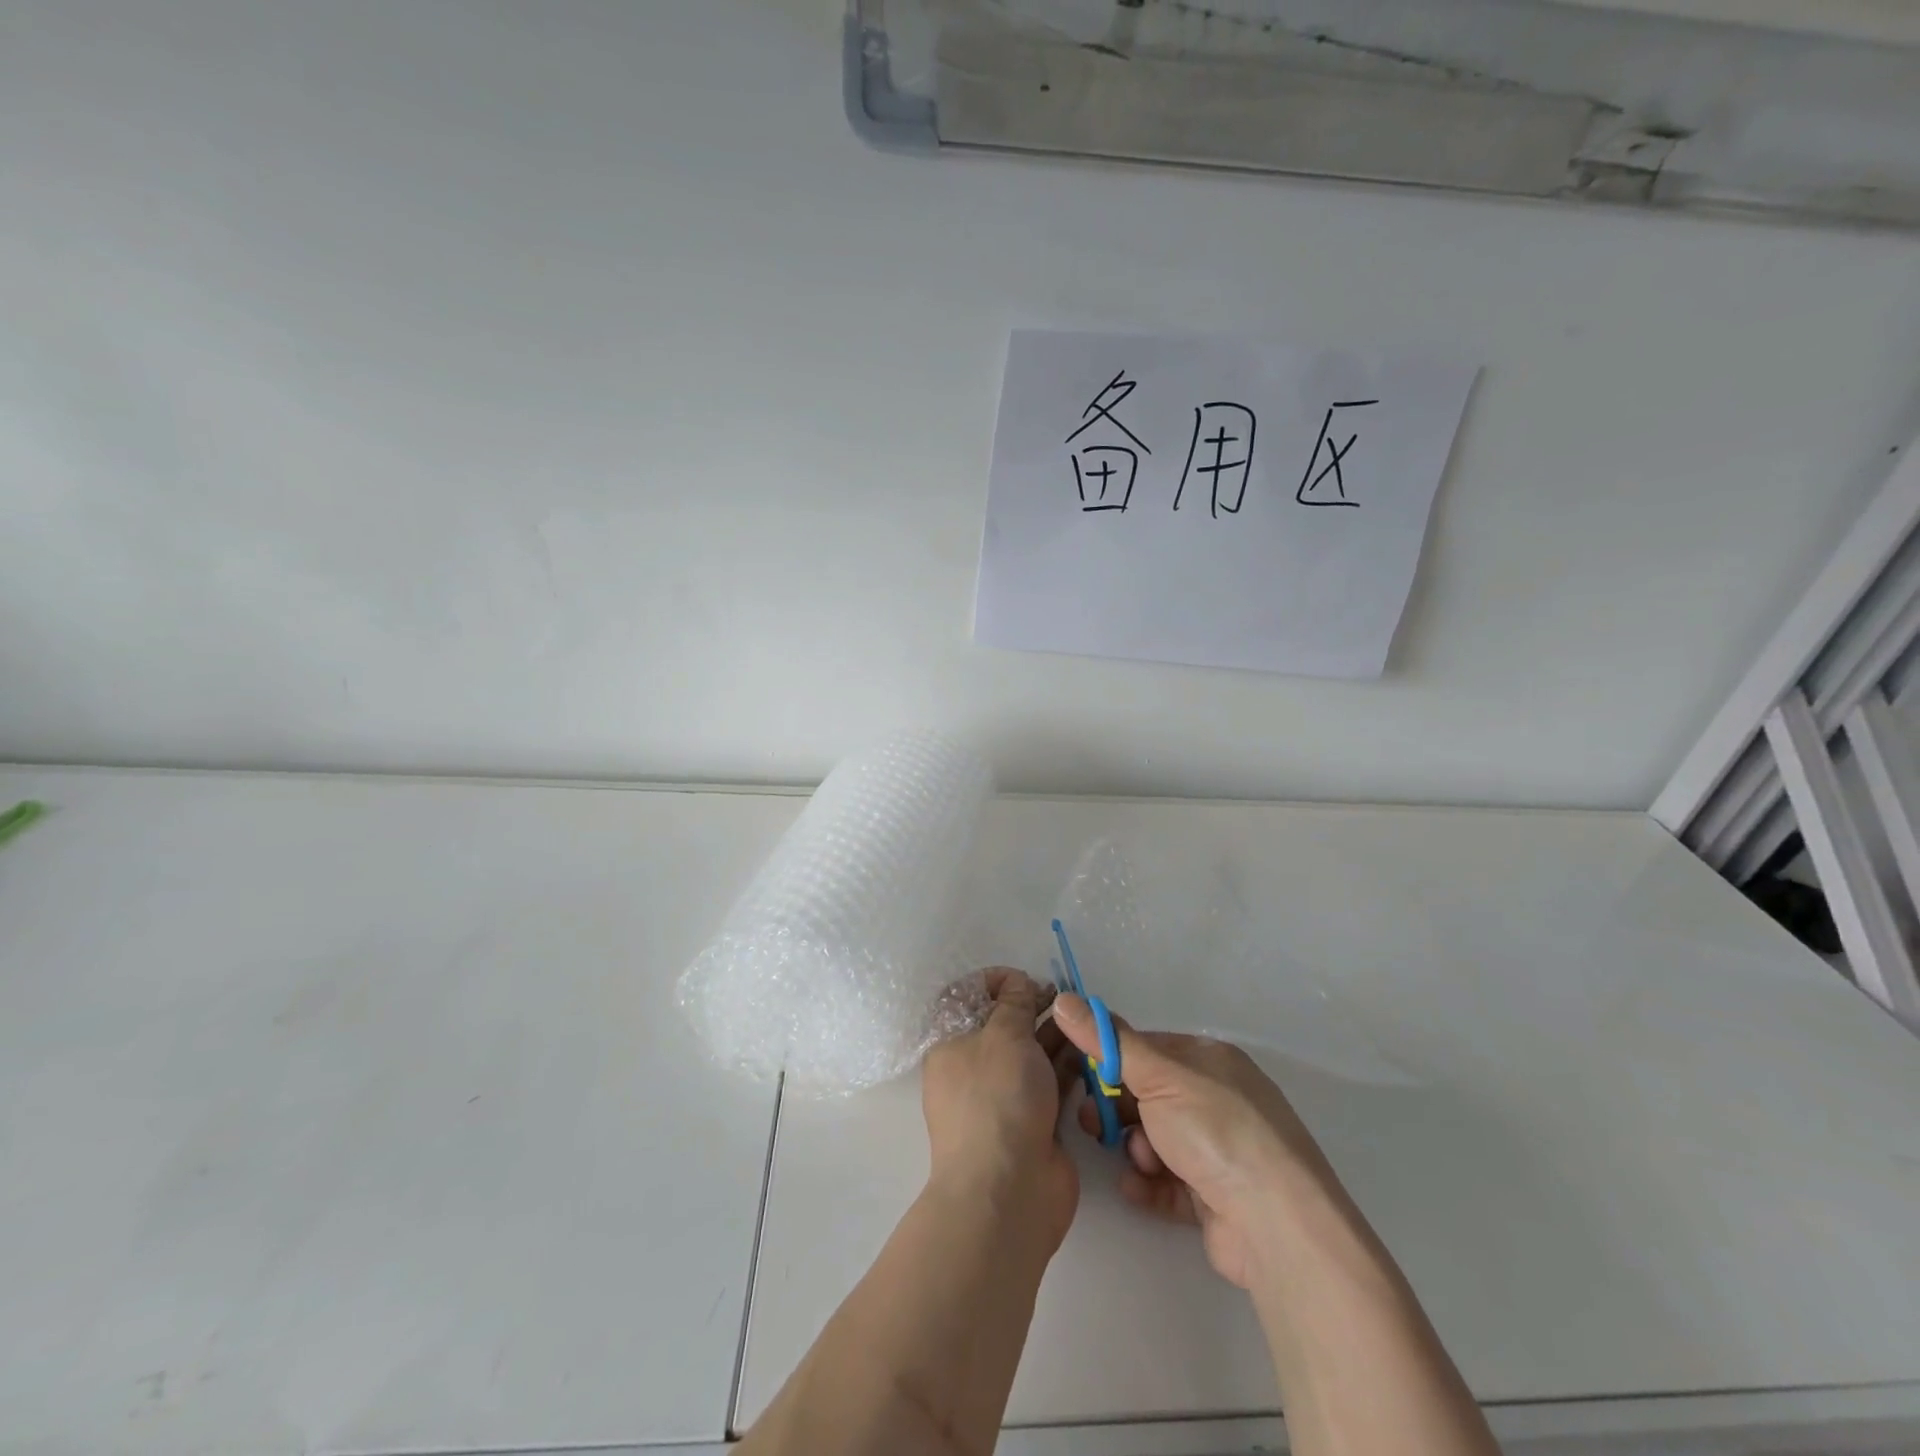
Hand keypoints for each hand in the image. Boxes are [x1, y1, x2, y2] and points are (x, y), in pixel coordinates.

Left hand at [922, 969, 1081, 1249]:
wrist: (1009, 1191)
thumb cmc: (996, 1099)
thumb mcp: (1003, 1035)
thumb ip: (1013, 1003)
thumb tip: (1018, 984)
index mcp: (950, 1046)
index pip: (964, 1000)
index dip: (992, 983)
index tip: (1022, 979)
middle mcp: (973, 1069)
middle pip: (1002, 1025)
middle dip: (1031, 1005)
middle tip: (1062, 997)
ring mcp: (1004, 1098)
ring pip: (1030, 1053)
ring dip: (1054, 1033)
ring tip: (1082, 1019)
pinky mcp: (1034, 1122)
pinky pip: (1050, 1083)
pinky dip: (1067, 1065)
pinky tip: (1090, 1048)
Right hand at [1054, 997, 1338, 1288]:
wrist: (1274, 1224)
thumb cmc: (1215, 1130)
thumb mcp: (1156, 1073)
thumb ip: (1107, 1040)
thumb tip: (1064, 999)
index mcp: (1210, 1061)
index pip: (1148, 1049)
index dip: (1112, 1060)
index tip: (1081, 1074)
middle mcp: (1218, 1100)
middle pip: (1150, 1096)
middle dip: (1118, 1108)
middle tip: (1090, 1122)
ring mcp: (1220, 1150)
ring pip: (1157, 1139)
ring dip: (1137, 1148)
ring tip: (1137, 1161)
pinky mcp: (1216, 1198)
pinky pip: (1169, 1182)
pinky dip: (1149, 1182)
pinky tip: (1135, 1187)